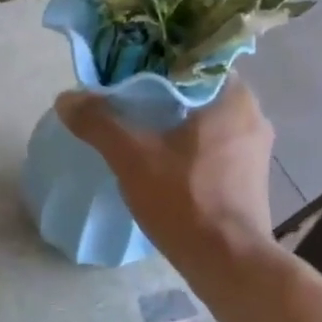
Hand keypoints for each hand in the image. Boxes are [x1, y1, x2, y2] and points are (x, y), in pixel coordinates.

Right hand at [57, 77, 278, 269]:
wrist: (227, 261)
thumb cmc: (185, 199)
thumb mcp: (132, 158)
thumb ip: (99, 123)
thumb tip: (66, 98)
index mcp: (233, 96)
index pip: (193, 60)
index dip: (157, 64)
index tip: (127, 74)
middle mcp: (253, 115)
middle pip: (198, 92)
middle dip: (163, 97)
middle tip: (126, 104)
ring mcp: (255, 150)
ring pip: (207, 123)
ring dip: (176, 125)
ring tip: (140, 133)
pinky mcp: (250, 179)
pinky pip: (214, 149)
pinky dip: (189, 149)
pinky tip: (164, 164)